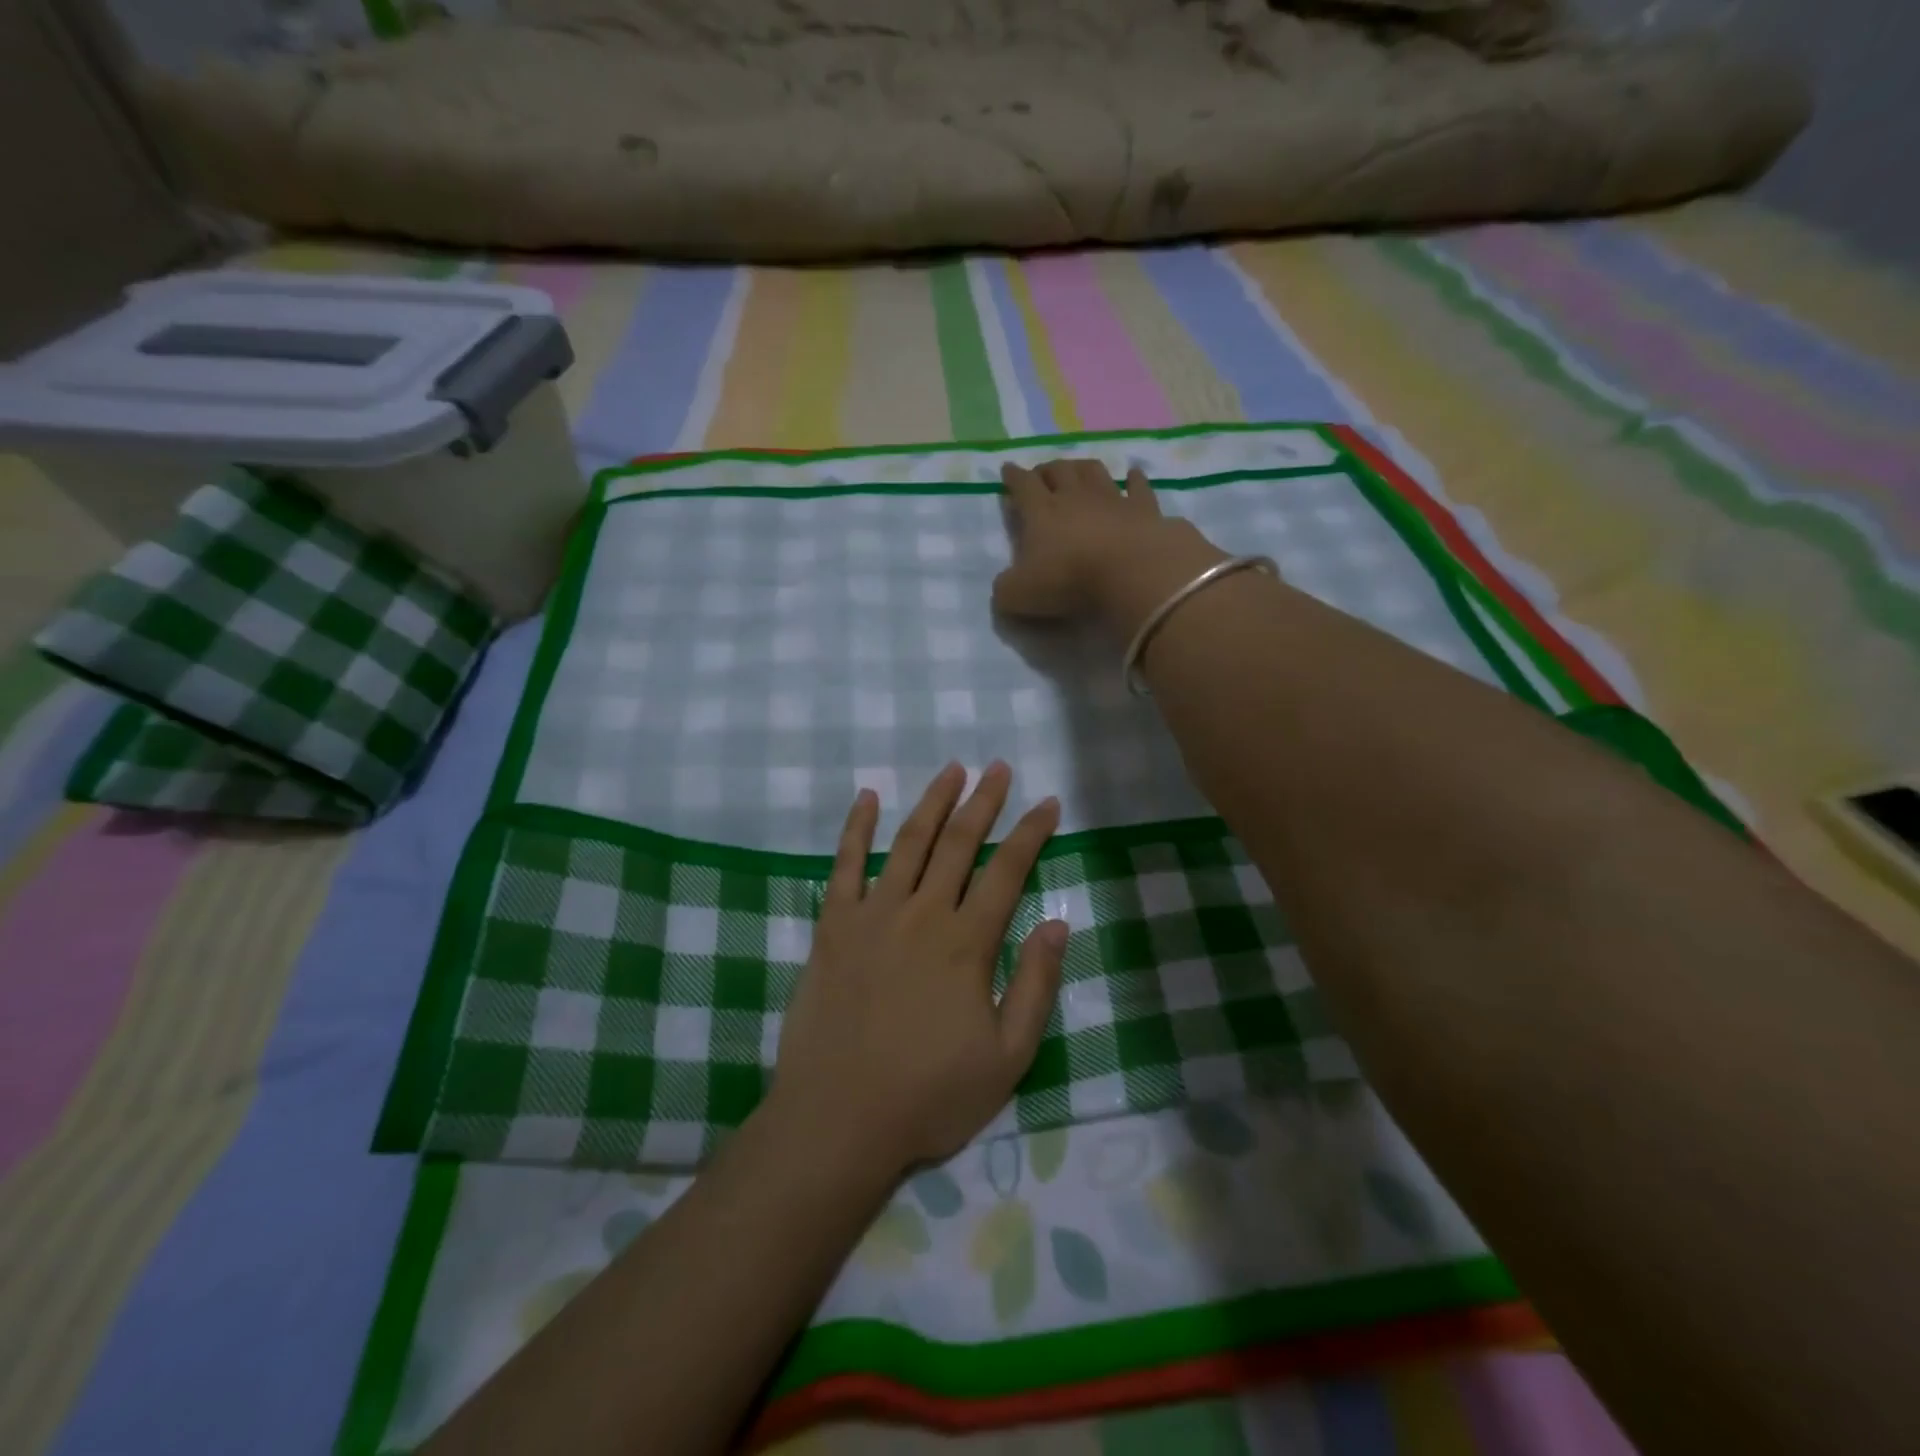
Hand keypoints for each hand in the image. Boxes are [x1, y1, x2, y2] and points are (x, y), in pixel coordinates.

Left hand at [773, 761, 1066, 1173]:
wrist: (838, 1118)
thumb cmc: (929, 1095)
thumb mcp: (1007, 1057)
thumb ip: (1036, 986)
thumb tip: (1058, 924)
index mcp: (967, 943)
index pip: (1007, 871)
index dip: (1031, 833)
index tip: (1048, 803)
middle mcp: (922, 913)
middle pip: (960, 843)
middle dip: (984, 802)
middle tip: (999, 768)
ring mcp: (873, 914)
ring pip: (909, 842)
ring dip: (933, 802)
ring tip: (952, 769)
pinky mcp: (833, 926)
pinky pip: (845, 865)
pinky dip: (855, 828)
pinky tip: (865, 797)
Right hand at [995, 458, 1224, 631]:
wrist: (1131, 572)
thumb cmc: (1069, 580)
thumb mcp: (1019, 594)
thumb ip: (1005, 588)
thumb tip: (1006, 585)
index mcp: (1041, 512)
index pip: (1022, 485)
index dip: (1012, 476)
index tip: (1007, 468)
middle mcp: (1075, 497)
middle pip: (1058, 471)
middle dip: (1046, 469)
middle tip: (1041, 473)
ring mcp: (1112, 499)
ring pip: (1094, 471)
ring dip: (1082, 467)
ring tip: (1077, 469)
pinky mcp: (1144, 509)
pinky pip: (1138, 487)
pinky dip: (1134, 479)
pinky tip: (1133, 474)